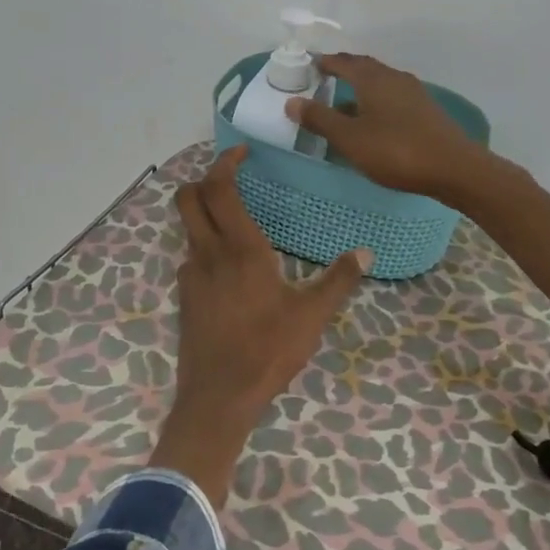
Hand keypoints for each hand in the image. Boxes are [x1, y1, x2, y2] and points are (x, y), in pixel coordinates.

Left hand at [150, 145, 371, 504]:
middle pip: (188, 198)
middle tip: (231, 179)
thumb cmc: (267, 350)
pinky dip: (205, 247)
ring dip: (204, 214)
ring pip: (187, 228)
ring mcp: (190, 276)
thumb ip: (338, 280)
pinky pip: (191, 258)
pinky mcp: (185, 298)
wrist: (218, 397)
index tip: (242, 152)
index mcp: (240, 249)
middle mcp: (208, 254)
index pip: (219, 188)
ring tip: (236, 220)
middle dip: (204, 179)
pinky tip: (230, 268)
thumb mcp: (311, 316)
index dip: (225, 162)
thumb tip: (365, 252)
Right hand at [286, 53, 492, 205]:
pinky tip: (373, 122)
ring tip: (344, 103)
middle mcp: (394, 78)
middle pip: (365, 68)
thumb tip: (291, 102)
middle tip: (325, 78)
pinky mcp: (426, 111)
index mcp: (373, 79)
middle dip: (344, 71)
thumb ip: (320, 119)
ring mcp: (414, 94)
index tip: (309, 65)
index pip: (343, 62)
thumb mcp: (350, 138)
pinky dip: (376, 103)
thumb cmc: (396, 151)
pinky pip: (393, 99)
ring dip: (361, 89)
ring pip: (380, 84)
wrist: (454, 168)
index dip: (324, 62)